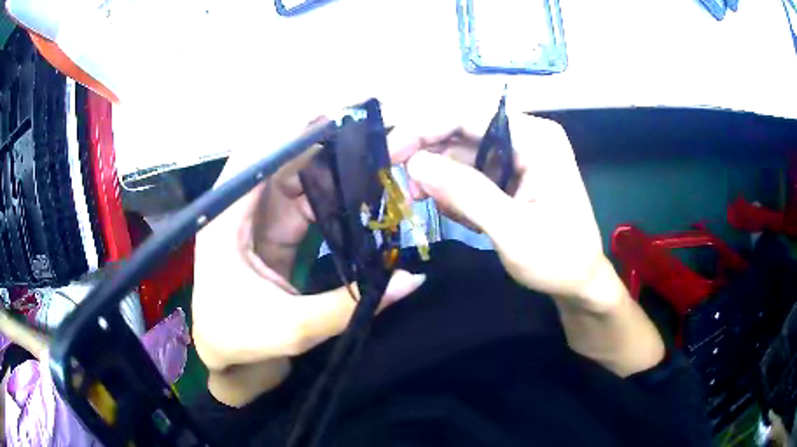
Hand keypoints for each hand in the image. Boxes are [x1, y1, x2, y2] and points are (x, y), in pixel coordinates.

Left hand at [192, 128, 425, 371]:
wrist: (232, 362)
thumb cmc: (243, 342)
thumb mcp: (293, 328)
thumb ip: (349, 303)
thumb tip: (412, 279)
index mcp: (224, 222)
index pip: (252, 158)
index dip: (287, 130)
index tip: (331, 111)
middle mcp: (236, 210)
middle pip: (274, 158)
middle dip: (315, 139)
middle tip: (362, 126)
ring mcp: (256, 219)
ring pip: (292, 175)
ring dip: (326, 162)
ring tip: (367, 151)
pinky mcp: (274, 231)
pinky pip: (303, 199)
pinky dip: (329, 190)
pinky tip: (356, 186)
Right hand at [390, 109, 609, 309]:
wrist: (580, 283)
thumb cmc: (558, 259)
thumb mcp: (512, 231)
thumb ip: (466, 194)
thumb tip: (415, 163)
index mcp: (535, 138)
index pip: (468, 117)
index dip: (423, 130)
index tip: (388, 155)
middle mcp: (526, 137)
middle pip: (461, 131)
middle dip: (430, 159)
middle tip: (406, 192)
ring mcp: (518, 155)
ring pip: (461, 153)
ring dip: (441, 180)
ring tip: (434, 209)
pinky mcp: (511, 174)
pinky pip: (471, 172)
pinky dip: (456, 192)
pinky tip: (461, 215)